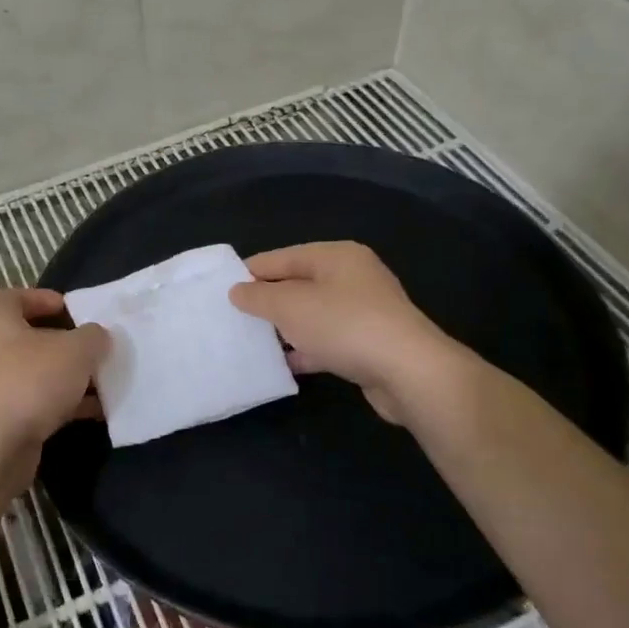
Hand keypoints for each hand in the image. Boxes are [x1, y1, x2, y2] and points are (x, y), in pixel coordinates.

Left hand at [0, 288, 109, 462]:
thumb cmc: (31, 381)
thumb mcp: (76, 350)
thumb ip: (93, 336)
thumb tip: (97, 337)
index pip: (16, 296)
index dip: (46, 299)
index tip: (77, 311)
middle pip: (29, 337)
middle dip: (65, 343)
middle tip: (94, 347)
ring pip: (35, 372)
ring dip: (68, 376)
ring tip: (103, 381)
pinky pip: (35, 402)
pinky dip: (62, 404)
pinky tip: (95, 411)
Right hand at [228, 241, 466, 424]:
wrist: (408, 371)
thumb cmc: (344, 326)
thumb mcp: (291, 306)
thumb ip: (258, 296)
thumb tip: (237, 290)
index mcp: (335, 256)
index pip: (281, 257)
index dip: (250, 272)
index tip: (220, 290)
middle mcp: (352, 277)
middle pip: (298, 284)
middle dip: (267, 301)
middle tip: (232, 318)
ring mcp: (364, 310)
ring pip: (312, 314)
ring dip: (285, 327)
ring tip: (251, 341)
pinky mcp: (369, 342)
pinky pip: (328, 340)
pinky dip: (307, 348)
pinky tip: (284, 363)